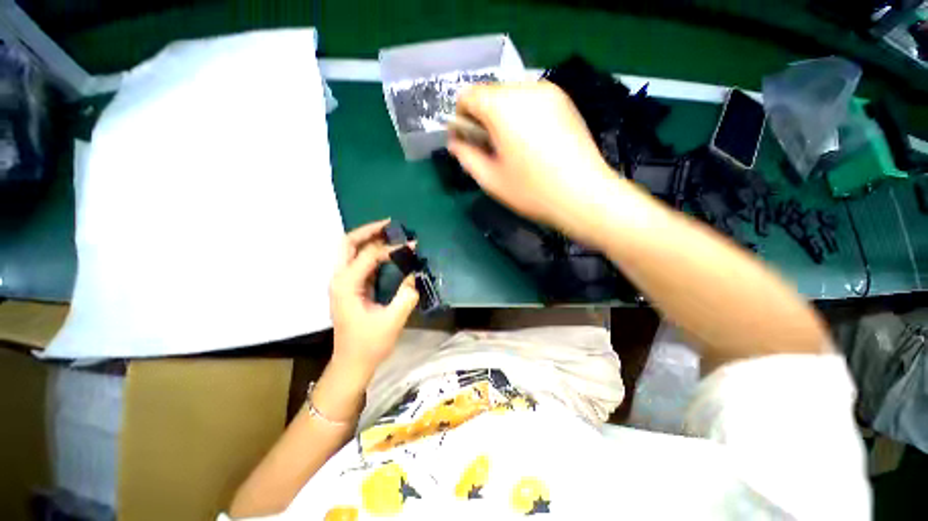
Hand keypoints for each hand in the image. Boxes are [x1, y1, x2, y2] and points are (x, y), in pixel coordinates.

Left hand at [328, 219, 418, 381]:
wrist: (352, 363)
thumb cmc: (370, 344)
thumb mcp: (392, 320)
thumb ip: (405, 295)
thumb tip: (414, 275)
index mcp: (346, 285)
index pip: (369, 255)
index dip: (391, 248)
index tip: (412, 246)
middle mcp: (340, 279)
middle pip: (348, 243)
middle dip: (369, 230)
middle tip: (390, 224)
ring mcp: (343, 282)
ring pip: (351, 250)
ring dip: (369, 239)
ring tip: (389, 232)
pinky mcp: (350, 287)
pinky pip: (358, 262)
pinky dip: (371, 252)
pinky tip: (386, 251)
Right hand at [449, 82, 619, 242]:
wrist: (585, 195)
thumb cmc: (532, 191)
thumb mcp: (491, 180)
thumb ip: (466, 157)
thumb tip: (455, 142)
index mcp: (503, 106)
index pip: (468, 95)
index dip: (461, 118)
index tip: (467, 142)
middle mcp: (526, 88)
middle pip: (490, 93)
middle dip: (482, 118)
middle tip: (490, 149)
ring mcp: (550, 92)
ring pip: (511, 96)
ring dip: (502, 117)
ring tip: (512, 148)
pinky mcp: (565, 102)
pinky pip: (532, 100)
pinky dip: (522, 116)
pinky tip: (532, 143)